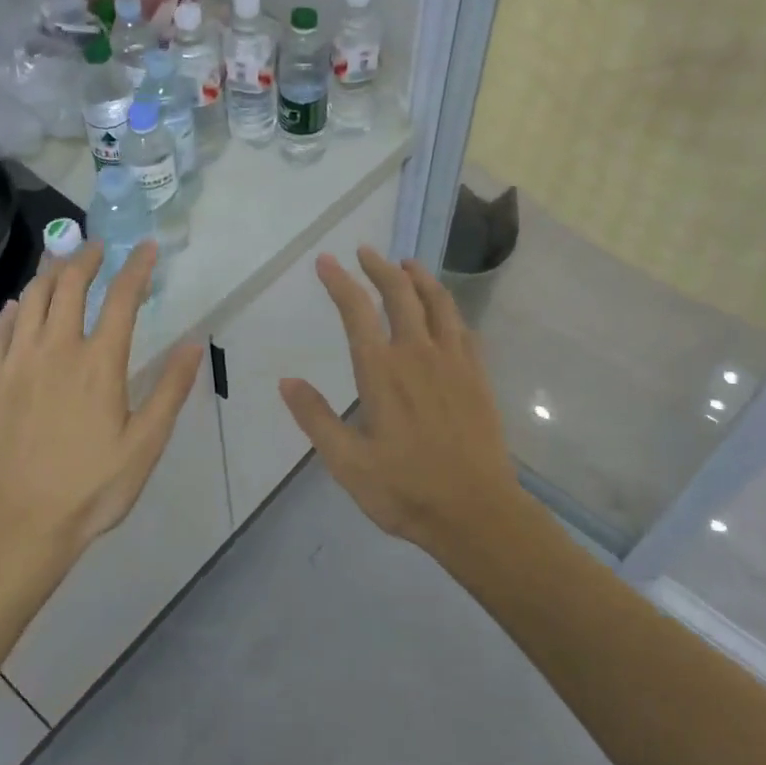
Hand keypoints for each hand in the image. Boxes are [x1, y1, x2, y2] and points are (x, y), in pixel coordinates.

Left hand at [0, 239, 205, 557]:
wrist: (19, 526)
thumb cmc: (92, 487)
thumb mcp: (145, 443)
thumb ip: (170, 389)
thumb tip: (194, 343)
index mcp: (98, 363)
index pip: (121, 297)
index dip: (137, 267)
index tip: (146, 248)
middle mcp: (55, 349)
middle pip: (69, 285)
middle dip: (87, 258)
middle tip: (99, 249)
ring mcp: (15, 363)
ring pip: (30, 299)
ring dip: (49, 273)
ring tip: (61, 263)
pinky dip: (12, 310)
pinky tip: (17, 307)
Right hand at [279, 246, 525, 555]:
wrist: (477, 512)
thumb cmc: (406, 490)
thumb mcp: (348, 463)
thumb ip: (316, 418)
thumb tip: (286, 381)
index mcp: (382, 372)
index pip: (357, 311)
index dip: (340, 282)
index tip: (326, 261)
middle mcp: (417, 354)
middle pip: (400, 294)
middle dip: (380, 268)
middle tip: (365, 252)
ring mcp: (453, 361)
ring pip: (438, 302)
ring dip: (419, 277)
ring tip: (407, 263)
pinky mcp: (478, 375)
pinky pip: (463, 327)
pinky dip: (449, 307)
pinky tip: (445, 309)